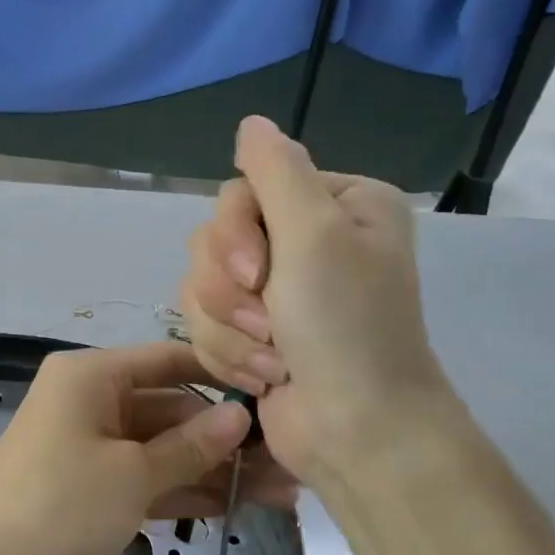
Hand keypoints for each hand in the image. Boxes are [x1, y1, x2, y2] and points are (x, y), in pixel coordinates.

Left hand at [0, 341, 295, 554]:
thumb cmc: (57, 505)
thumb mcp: (131, 474)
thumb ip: (190, 446)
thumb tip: (241, 416)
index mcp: (91, 375)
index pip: (169, 360)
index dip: (223, 376)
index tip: (281, 394)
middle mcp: (88, 401)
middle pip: (169, 409)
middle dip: (226, 438)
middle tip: (293, 465)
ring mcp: (87, 447)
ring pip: (161, 450)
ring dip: (213, 470)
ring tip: (282, 493)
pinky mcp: (87, 490)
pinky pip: (143, 480)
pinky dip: (181, 492)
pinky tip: (236, 507)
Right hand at [180, 116, 458, 493]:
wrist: (356, 432)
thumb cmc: (346, 327)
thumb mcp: (316, 233)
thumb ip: (276, 170)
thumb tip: (250, 122)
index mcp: (334, 205)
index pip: (241, 191)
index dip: (234, 235)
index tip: (258, 275)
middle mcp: (305, 241)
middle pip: (213, 241)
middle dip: (230, 292)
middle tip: (271, 323)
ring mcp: (276, 292)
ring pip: (199, 287)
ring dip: (230, 330)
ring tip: (272, 361)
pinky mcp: (251, 334)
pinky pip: (203, 326)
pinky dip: (229, 355)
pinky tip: (265, 378)